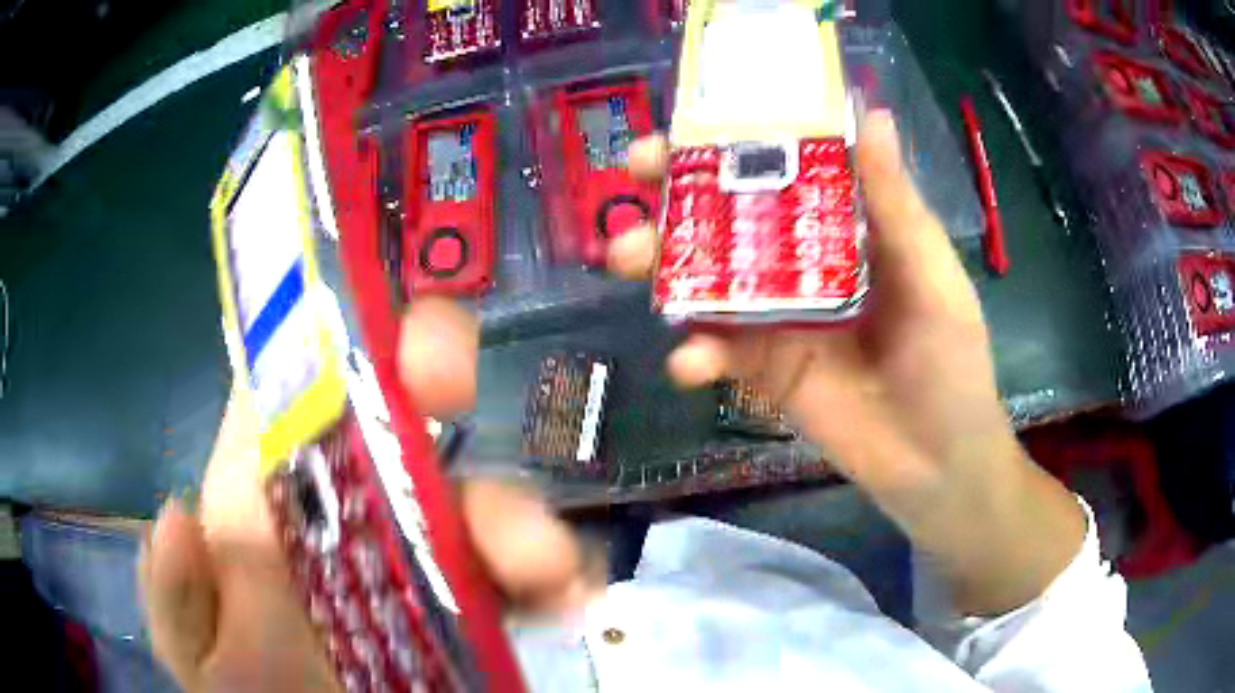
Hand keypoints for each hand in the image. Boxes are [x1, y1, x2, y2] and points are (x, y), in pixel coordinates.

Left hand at [140, 299, 591, 691]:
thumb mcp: (203, 661)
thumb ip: (180, 599)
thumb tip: (178, 515)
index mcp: (262, 513)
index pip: (287, 398)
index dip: (329, 339)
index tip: (370, 319)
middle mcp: (337, 521)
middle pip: (391, 427)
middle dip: (432, 382)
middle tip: (457, 382)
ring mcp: (409, 566)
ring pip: (467, 502)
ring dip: (509, 511)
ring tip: (545, 561)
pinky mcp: (466, 610)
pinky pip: (516, 578)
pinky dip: (550, 578)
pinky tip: (569, 596)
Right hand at [613, 112, 1083, 614]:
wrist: (936, 459)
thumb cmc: (949, 359)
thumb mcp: (929, 274)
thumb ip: (895, 203)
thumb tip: (872, 116)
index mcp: (841, 227)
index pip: (779, 169)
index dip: (732, 143)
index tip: (682, 124)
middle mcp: (801, 263)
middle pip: (729, 219)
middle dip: (675, 195)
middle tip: (634, 180)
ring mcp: (777, 318)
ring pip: (707, 280)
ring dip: (662, 268)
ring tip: (628, 260)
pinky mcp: (763, 371)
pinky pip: (716, 354)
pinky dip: (694, 354)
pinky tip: (689, 362)